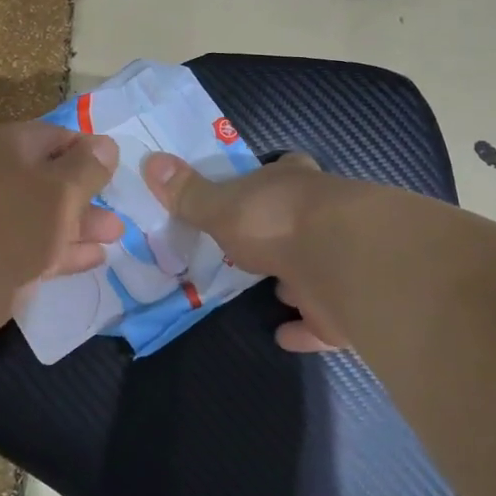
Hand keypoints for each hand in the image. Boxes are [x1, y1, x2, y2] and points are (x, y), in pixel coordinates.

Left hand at [0, 121, 122, 361]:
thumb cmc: (0, 221)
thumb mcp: (56, 191)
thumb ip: (85, 171)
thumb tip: (107, 145)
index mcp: (11, 149)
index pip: (58, 138)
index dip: (90, 150)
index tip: (121, 168)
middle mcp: (1, 182)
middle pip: (52, 181)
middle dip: (88, 194)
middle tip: (124, 209)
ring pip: (47, 220)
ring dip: (80, 226)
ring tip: (116, 235)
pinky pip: (38, 254)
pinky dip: (65, 255)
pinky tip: (94, 260)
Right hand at [143, 151, 349, 352]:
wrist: (343, 262)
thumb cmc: (275, 221)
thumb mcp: (221, 206)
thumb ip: (189, 194)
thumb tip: (151, 159)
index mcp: (292, 184)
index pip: (285, 169)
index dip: (272, 176)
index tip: (257, 184)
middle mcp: (322, 217)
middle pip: (301, 220)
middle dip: (281, 233)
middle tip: (253, 248)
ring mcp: (338, 262)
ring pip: (315, 268)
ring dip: (296, 280)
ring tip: (272, 290)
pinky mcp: (345, 306)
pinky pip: (320, 321)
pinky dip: (303, 329)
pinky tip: (283, 335)